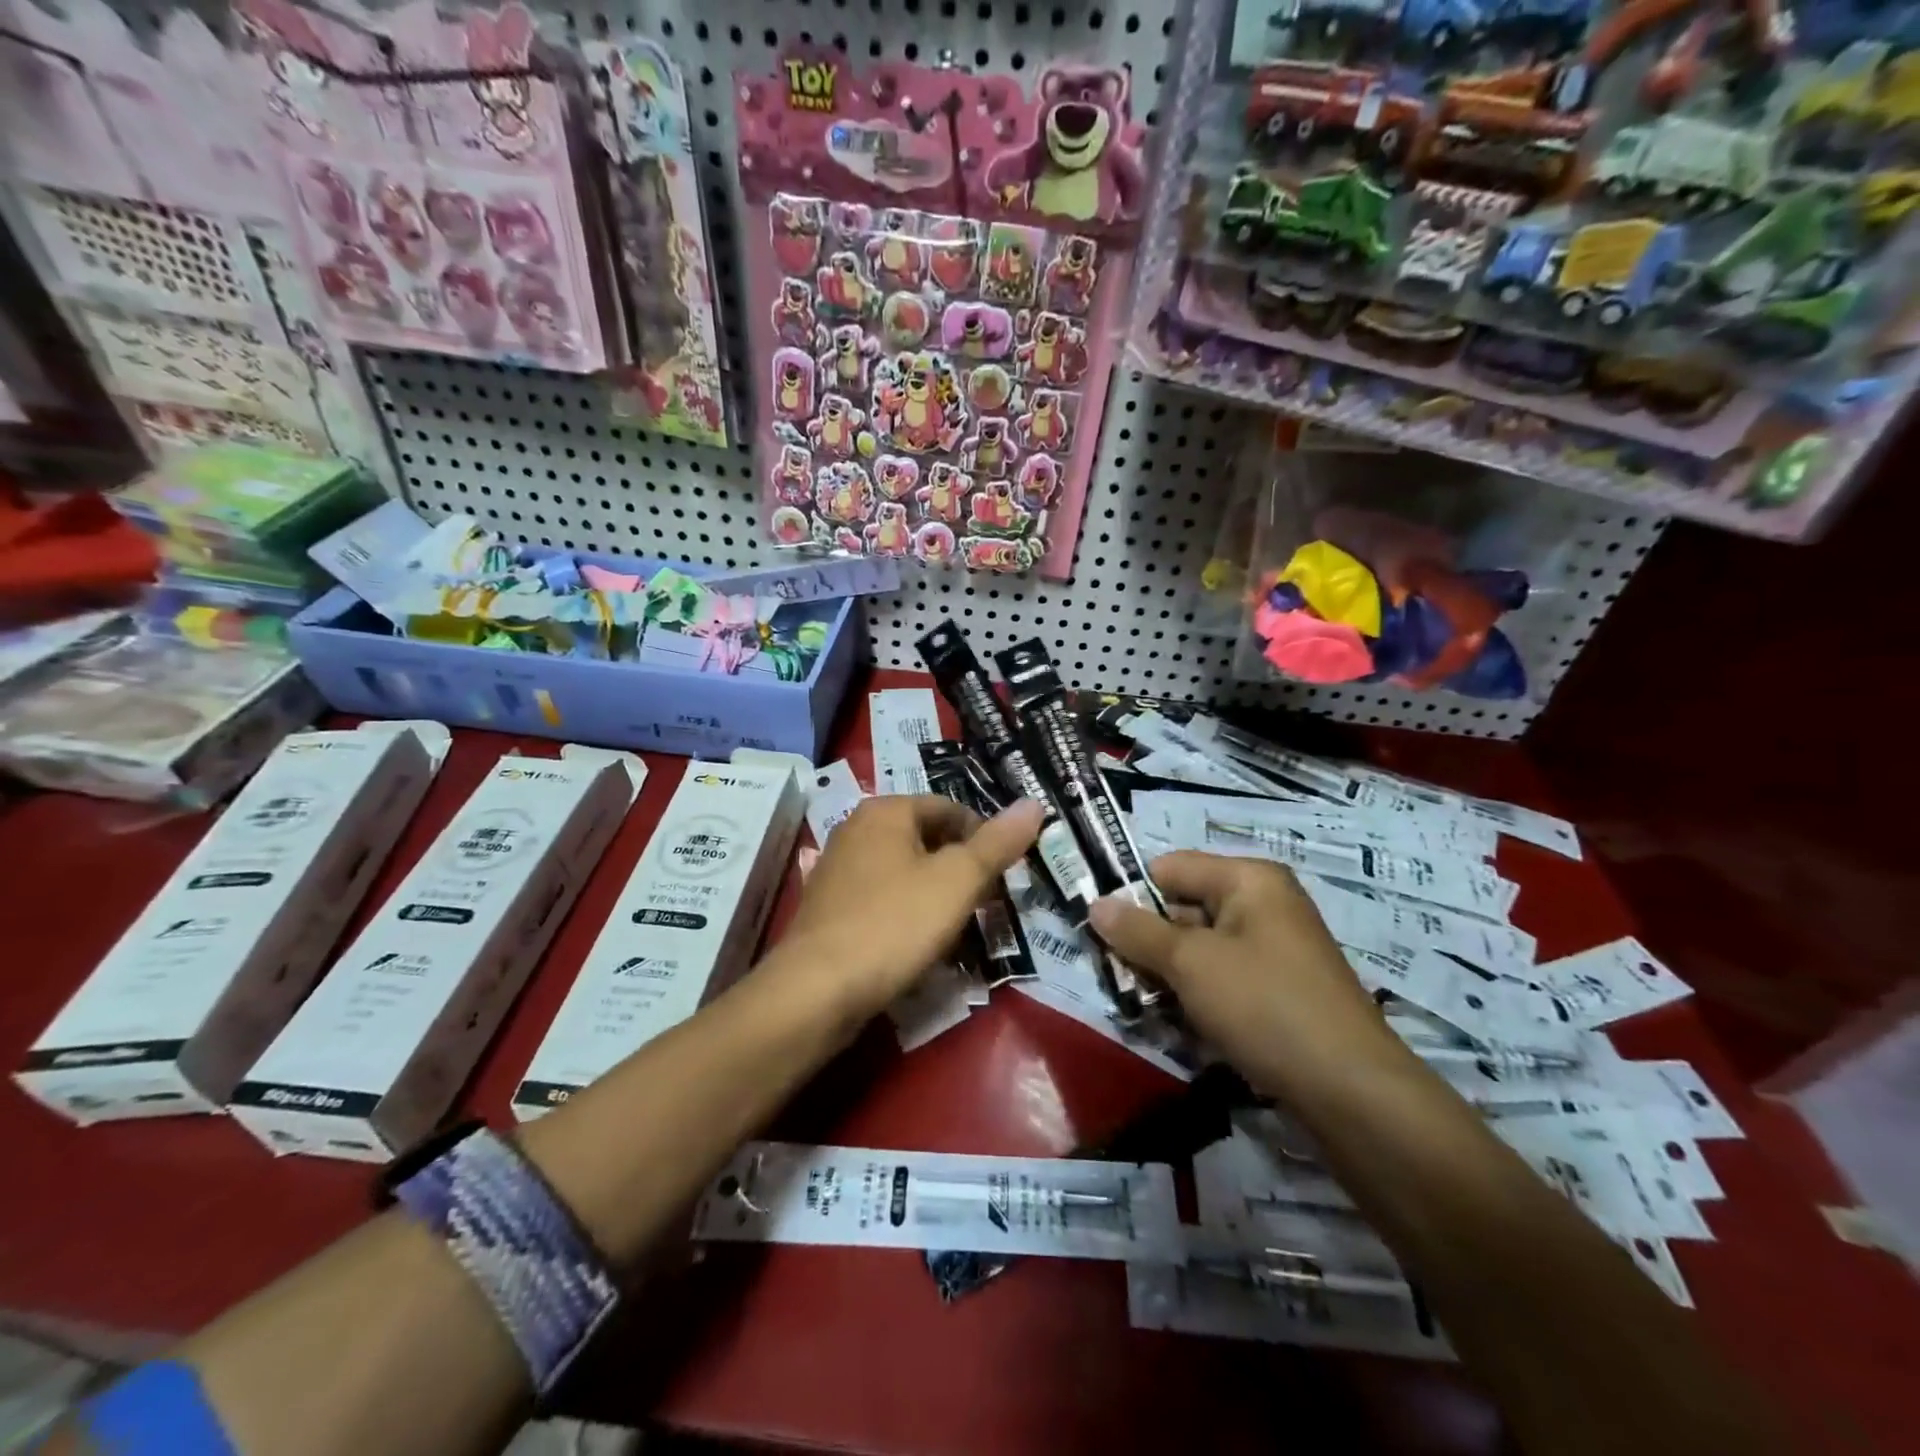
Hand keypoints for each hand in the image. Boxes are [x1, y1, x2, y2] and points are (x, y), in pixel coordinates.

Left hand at [784, 795, 1042, 1017]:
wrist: (816, 991)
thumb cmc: (893, 924)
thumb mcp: (957, 881)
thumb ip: (997, 843)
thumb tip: (1034, 804)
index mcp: (885, 811)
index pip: (950, 808)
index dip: (985, 837)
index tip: (1006, 874)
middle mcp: (856, 830)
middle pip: (926, 839)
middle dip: (961, 869)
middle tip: (987, 903)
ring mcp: (837, 870)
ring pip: (905, 871)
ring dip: (936, 894)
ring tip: (960, 927)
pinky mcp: (829, 909)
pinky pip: (882, 900)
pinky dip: (907, 914)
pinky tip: (919, 944)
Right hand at [1088, 851, 1413, 1100]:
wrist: (1352, 1092)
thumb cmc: (1265, 1006)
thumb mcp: (1191, 964)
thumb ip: (1138, 931)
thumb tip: (1095, 904)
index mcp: (1249, 879)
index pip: (1170, 868)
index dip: (1133, 895)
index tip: (1100, 933)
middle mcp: (1264, 905)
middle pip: (1184, 907)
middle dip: (1148, 942)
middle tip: (1118, 977)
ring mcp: (1274, 950)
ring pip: (1200, 949)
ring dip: (1169, 976)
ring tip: (1146, 1006)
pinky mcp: (1279, 991)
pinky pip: (1223, 980)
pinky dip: (1198, 998)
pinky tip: (1183, 1027)